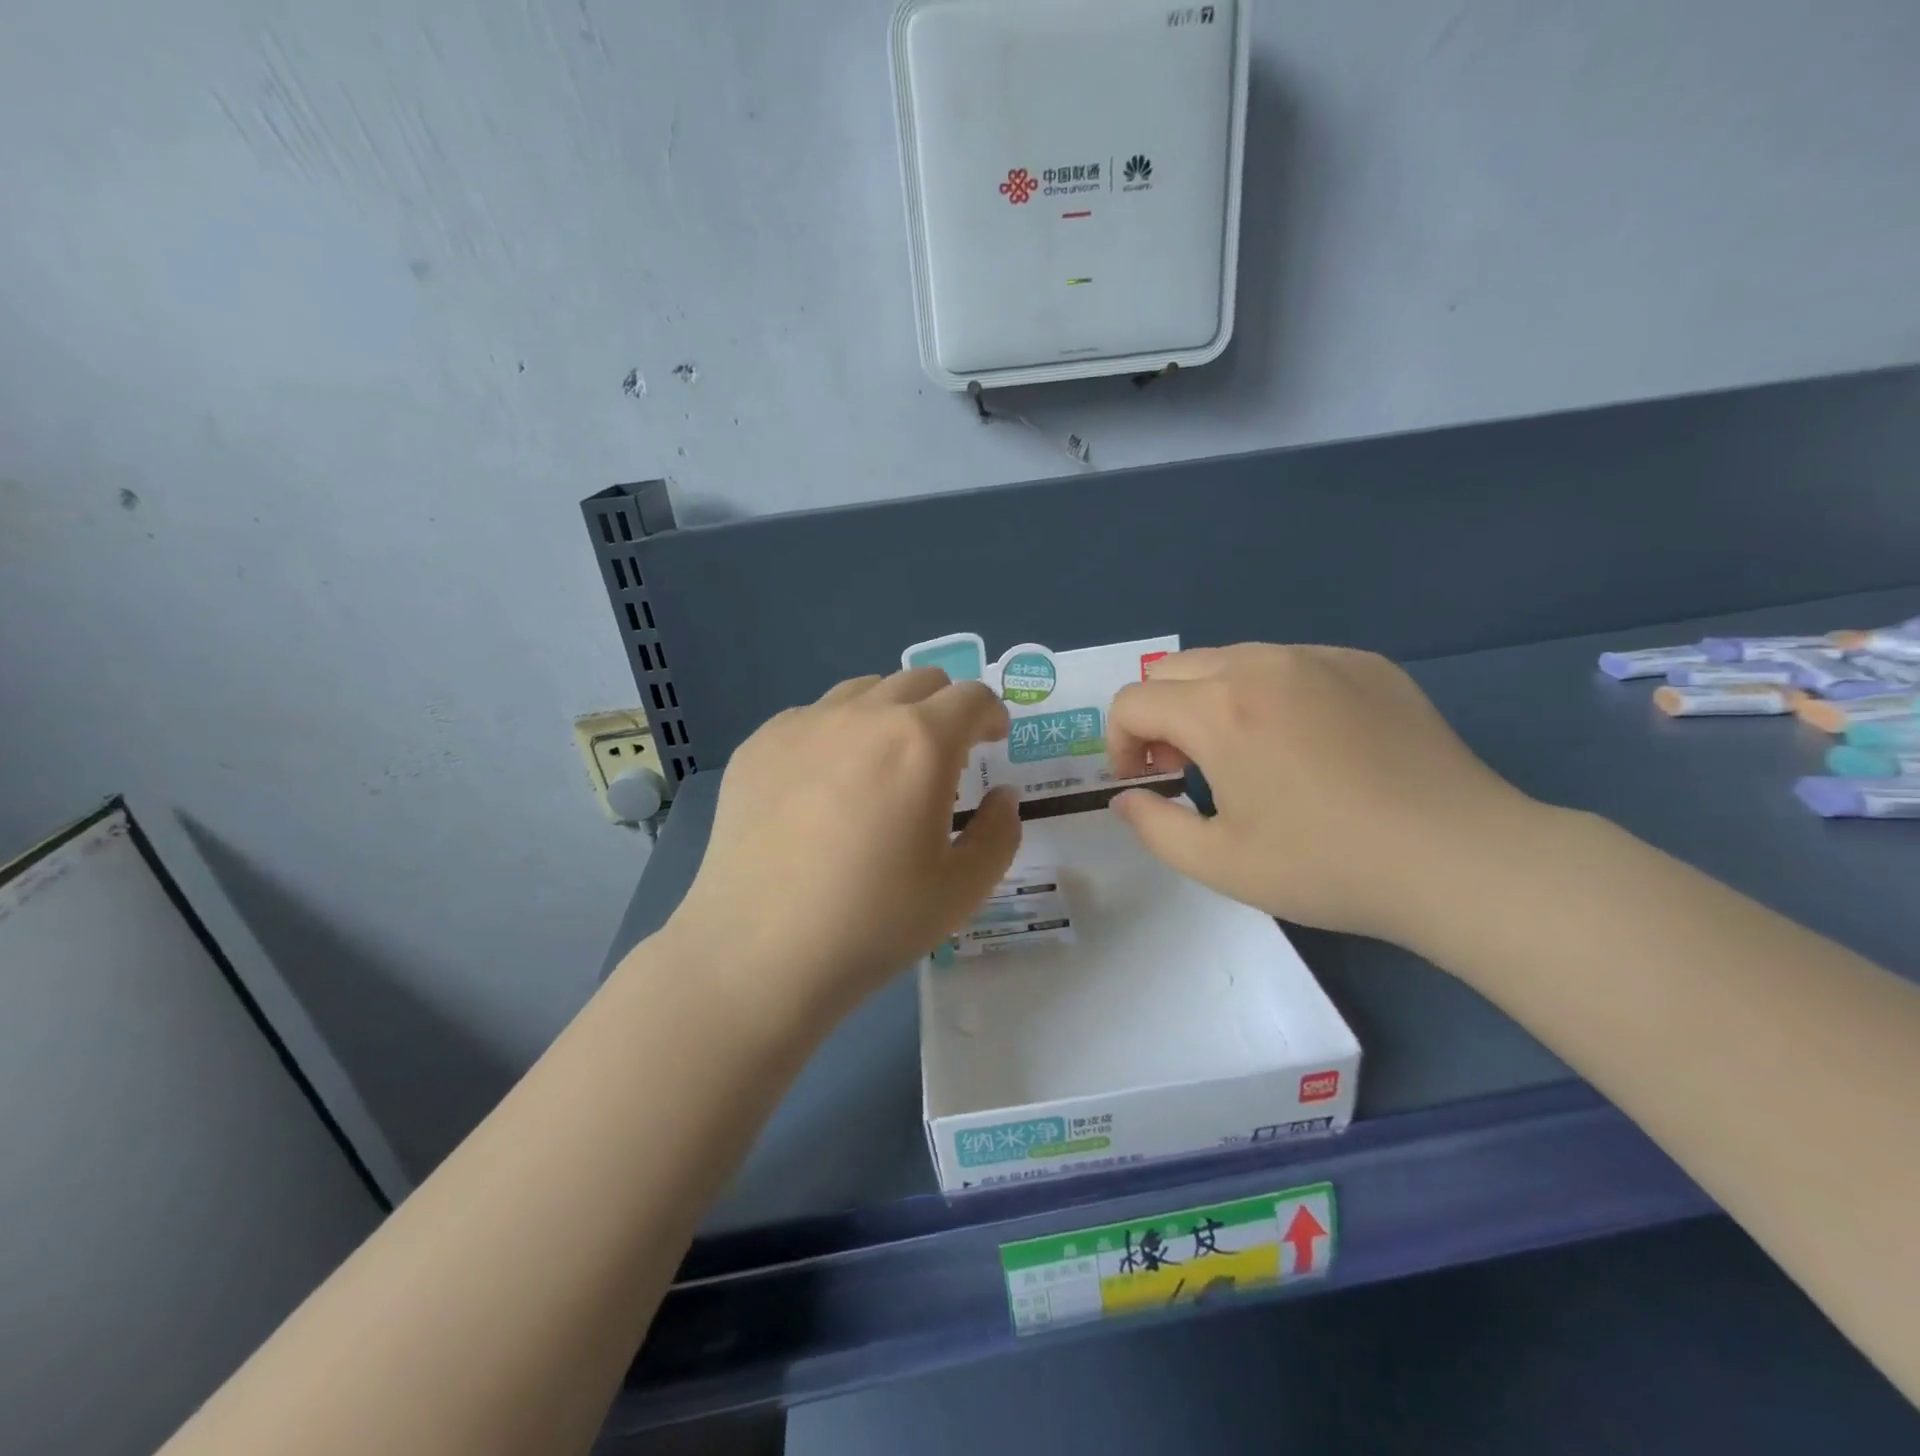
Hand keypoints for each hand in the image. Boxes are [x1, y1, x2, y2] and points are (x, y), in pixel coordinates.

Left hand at [663, 669, 1021, 1034]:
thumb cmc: (873, 923)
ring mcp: (803, 724)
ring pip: (863, 691)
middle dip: (945, 708)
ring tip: (882, 766)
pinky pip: (812, 718)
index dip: (992, 715)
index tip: (992, 742)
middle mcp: (863, 715)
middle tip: (943, 756)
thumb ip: (999, 832)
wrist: (758, 952)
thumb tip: (1000, 795)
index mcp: (921, 742)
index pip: (972, 697)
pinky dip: (835, 735)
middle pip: (919, 681)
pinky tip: (822, 789)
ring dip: (889, 714)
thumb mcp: (963, 889)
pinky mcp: (758, 745)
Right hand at [1106, 644, 1538, 944]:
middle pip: (1172, 670)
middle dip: (1159, 716)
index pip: (1132, 701)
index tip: (1145, 782)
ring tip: (1245, 754)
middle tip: (1186, 767)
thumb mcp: (1219, 864)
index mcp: (1218, 711)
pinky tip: (1308, 743)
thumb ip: (1153, 826)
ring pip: (1230, 660)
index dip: (1119, 743)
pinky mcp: (1365, 664)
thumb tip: (1127, 797)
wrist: (1459, 858)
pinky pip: (1290, 663)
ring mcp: (1319, 658)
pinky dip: (1270, 693)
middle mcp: (1261, 666)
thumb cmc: (1327, 866)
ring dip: (1210, 701)